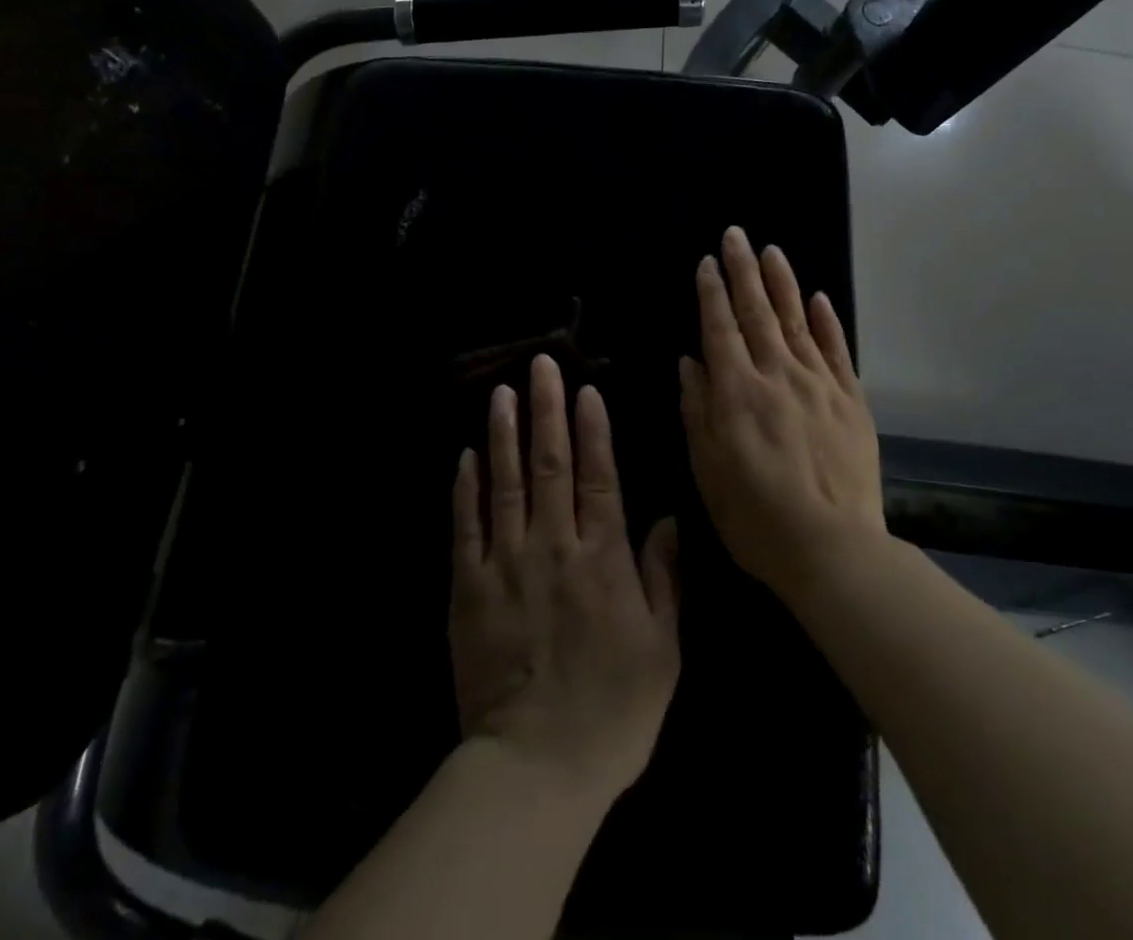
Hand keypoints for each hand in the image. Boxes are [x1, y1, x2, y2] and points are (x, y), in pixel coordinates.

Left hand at [449, 354, 680, 804]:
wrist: (535, 769)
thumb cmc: (612, 713)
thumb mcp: (662, 652)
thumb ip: (663, 579)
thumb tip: (665, 520)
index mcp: (602, 561)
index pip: (597, 477)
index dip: (592, 430)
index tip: (585, 389)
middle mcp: (553, 548)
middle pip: (549, 465)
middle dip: (546, 410)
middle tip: (539, 365)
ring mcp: (506, 565)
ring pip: (506, 484)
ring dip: (504, 434)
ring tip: (502, 393)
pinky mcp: (468, 588)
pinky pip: (467, 527)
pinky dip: (466, 488)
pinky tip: (467, 455)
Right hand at [679, 227, 886, 603]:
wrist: (832, 549)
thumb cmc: (755, 515)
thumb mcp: (707, 468)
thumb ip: (696, 409)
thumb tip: (689, 362)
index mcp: (737, 391)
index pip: (720, 327)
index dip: (711, 292)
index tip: (706, 262)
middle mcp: (777, 374)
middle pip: (756, 312)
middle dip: (743, 270)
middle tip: (735, 235)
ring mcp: (819, 384)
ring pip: (796, 321)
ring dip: (782, 283)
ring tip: (771, 251)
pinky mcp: (851, 401)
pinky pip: (837, 351)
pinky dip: (826, 322)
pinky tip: (818, 299)